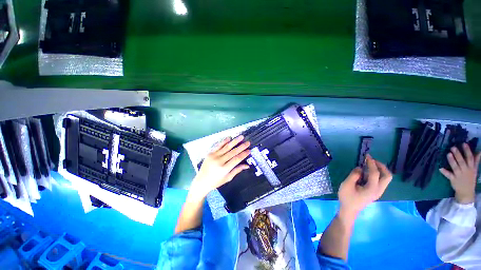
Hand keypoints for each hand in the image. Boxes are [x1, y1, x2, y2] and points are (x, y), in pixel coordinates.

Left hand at [191, 136, 250, 198]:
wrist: (201, 181)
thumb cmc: (216, 181)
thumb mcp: (228, 178)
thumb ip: (237, 170)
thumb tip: (247, 165)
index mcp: (224, 169)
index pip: (236, 159)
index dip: (243, 154)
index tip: (249, 150)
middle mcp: (219, 161)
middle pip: (233, 152)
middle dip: (241, 147)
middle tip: (248, 142)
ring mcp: (214, 156)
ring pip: (226, 147)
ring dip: (234, 141)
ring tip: (241, 137)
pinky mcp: (210, 153)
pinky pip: (218, 146)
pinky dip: (224, 141)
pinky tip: (229, 138)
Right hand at [338, 155, 391, 215]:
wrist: (349, 210)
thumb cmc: (347, 197)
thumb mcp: (347, 184)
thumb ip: (354, 175)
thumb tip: (360, 168)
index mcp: (372, 188)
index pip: (375, 173)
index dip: (371, 163)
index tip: (367, 156)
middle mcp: (378, 190)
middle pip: (387, 176)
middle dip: (381, 166)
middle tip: (372, 160)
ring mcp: (378, 192)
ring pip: (386, 179)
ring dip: (380, 170)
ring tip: (369, 165)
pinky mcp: (375, 192)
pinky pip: (381, 181)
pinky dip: (377, 174)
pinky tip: (367, 172)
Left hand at [440, 143, 480, 204]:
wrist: (466, 192)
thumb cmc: (470, 178)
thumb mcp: (474, 170)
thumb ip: (476, 161)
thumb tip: (479, 151)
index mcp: (471, 167)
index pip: (470, 158)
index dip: (467, 150)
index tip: (464, 143)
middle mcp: (466, 170)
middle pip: (462, 161)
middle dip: (458, 154)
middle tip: (453, 147)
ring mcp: (459, 175)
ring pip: (455, 167)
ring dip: (452, 161)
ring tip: (448, 154)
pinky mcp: (453, 179)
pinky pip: (448, 175)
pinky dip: (444, 172)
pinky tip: (440, 168)